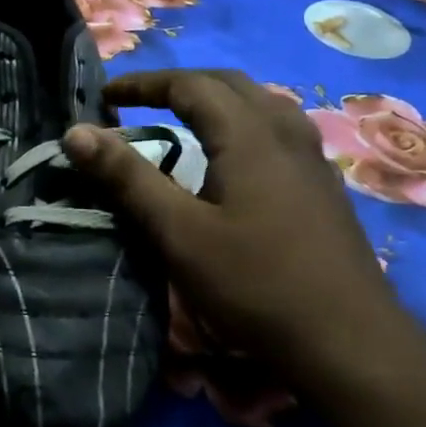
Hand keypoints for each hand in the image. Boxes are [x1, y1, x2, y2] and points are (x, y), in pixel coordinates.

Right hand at [64, 69, 398, 357]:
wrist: (349, 342)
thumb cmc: (254, 283)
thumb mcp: (178, 232)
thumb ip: (127, 178)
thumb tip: (76, 132)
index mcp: (249, 135)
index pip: (190, 85)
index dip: (143, 84)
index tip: (105, 97)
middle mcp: (285, 134)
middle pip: (229, 85)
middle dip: (178, 85)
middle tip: (138, 102)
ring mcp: (312, 160)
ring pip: (261, 104)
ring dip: (216, 100)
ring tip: (183, 119)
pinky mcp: (323, 188)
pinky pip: (279, 131)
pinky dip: (243, 124)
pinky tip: (235, 159)